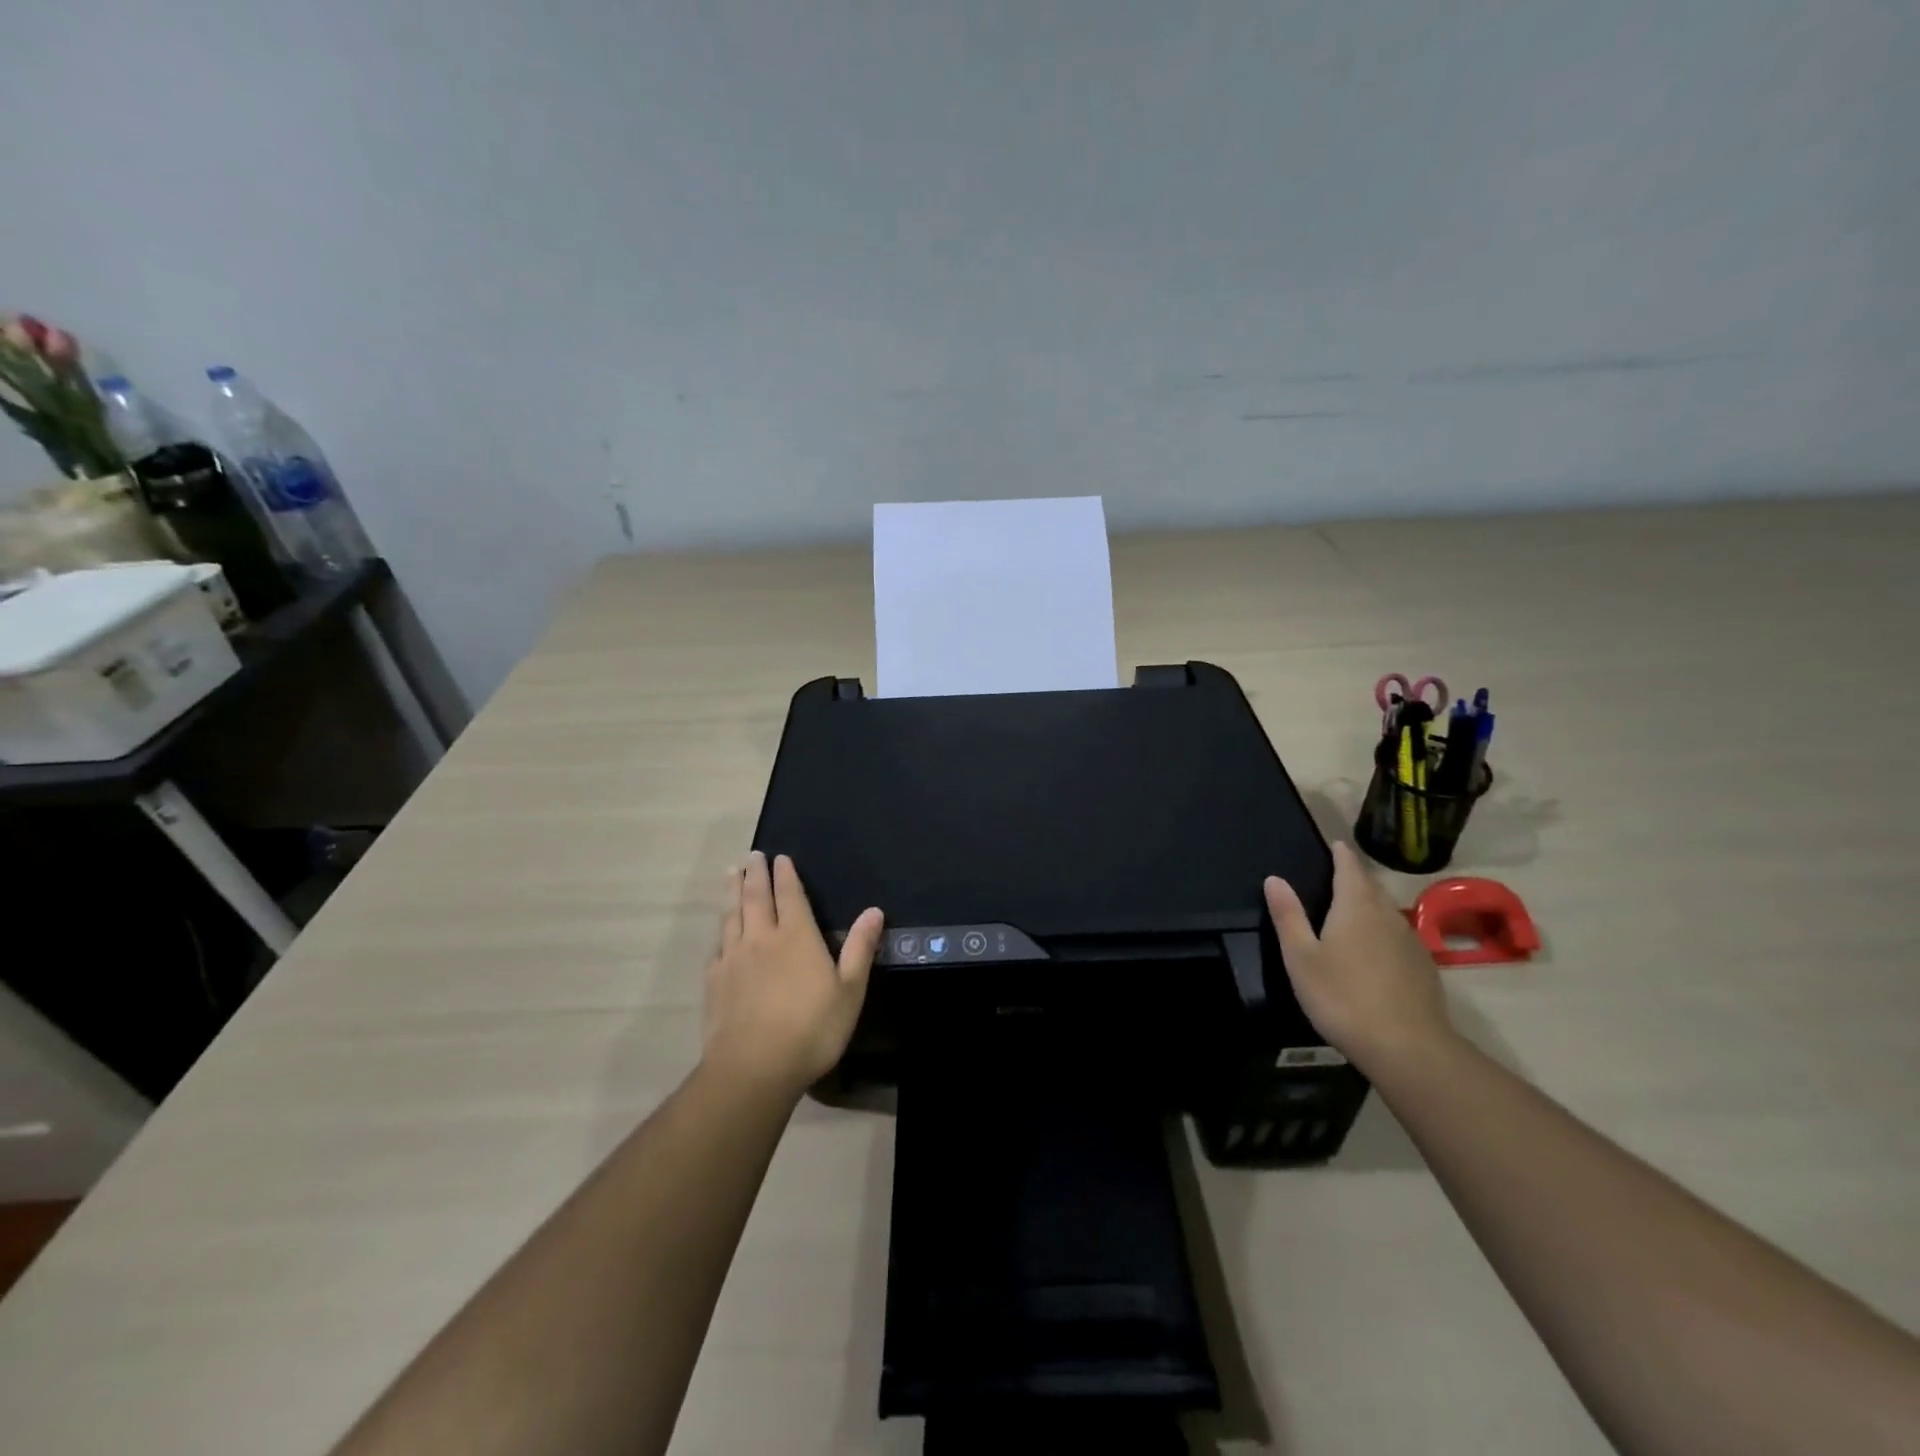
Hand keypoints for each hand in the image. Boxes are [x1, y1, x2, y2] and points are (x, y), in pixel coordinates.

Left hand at [702, 851, 883, 1097]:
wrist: (753, 1068)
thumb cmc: (811, 1029)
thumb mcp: (849, 991)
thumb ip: (859, 948)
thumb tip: (874, 910)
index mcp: (797, 937)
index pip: (790, 895)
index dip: (785, 875)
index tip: (780, 857)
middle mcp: (762, 938)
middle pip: (756, 897)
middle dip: (756, 874)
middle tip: (752, 855)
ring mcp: (734, 958)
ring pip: (732, 915)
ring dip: (732, 891)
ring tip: (732, 873)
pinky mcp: (714, 980)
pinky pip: (717, 944)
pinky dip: (720, 928)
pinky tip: (720, 929)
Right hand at [1265, 841, 1454, 1073]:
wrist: (1408, 1048)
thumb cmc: (1342, 996)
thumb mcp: (1301, 957)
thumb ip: (1288, 916)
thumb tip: (1274, 878)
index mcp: (1355, 906)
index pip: (1349, 868)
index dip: (1341, 854)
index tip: (1336, 844)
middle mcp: (1386, 915)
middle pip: (1371, 887)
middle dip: (1355, 877)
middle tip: (1337, 874)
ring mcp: (1410, 942)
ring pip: (1386, 912)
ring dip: (1370, 905)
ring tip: (1352, 910)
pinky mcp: (1423, 968)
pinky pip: (1398, 937)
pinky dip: (1383, 933)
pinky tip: (1375, 951)